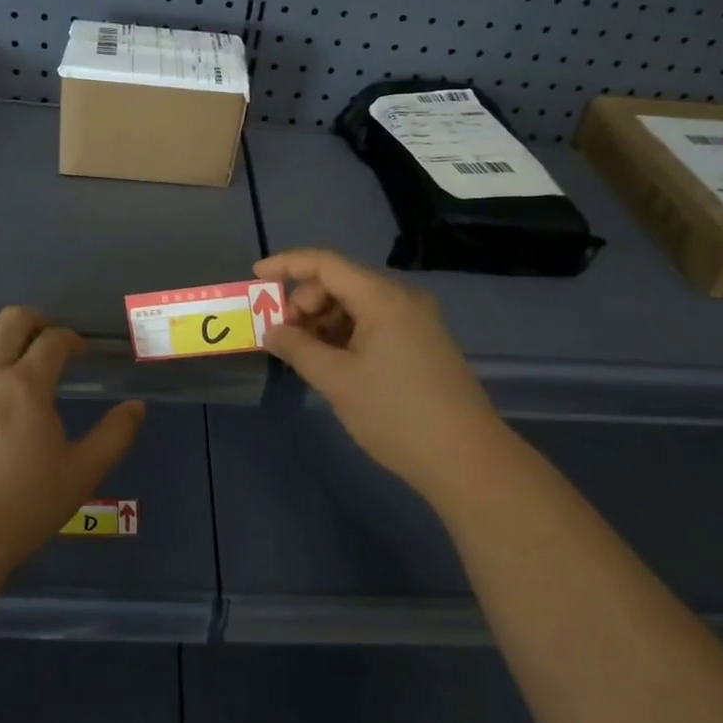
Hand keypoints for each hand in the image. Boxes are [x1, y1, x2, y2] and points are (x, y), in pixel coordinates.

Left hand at [0, 307, 144, 572]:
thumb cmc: (23, 505)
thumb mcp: (82, 473)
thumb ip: (114, 435)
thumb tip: (136, 407)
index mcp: (27, 384)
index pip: (54, 340)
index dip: (72, 340)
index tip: (82, 354)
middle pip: (9, 320)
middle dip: (35, 321)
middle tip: (48, 339)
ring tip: (3, 342)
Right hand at [257, 247, 506, 501]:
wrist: (466, 459)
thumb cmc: (395, 414)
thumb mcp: (336, 380)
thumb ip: (298, 348)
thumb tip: (271, 331)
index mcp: (383, 298)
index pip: (326, 264)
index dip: (287, 265)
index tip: (255, 277)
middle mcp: (403, 299)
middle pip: (341, 283)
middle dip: (306, 303)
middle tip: (284, 337)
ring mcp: (417, 322)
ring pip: (357, 305)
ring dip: (325, 322)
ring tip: (307, 356)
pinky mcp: (423, 344)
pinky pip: (374, 324)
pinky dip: (346, 335)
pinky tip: (334, 363)